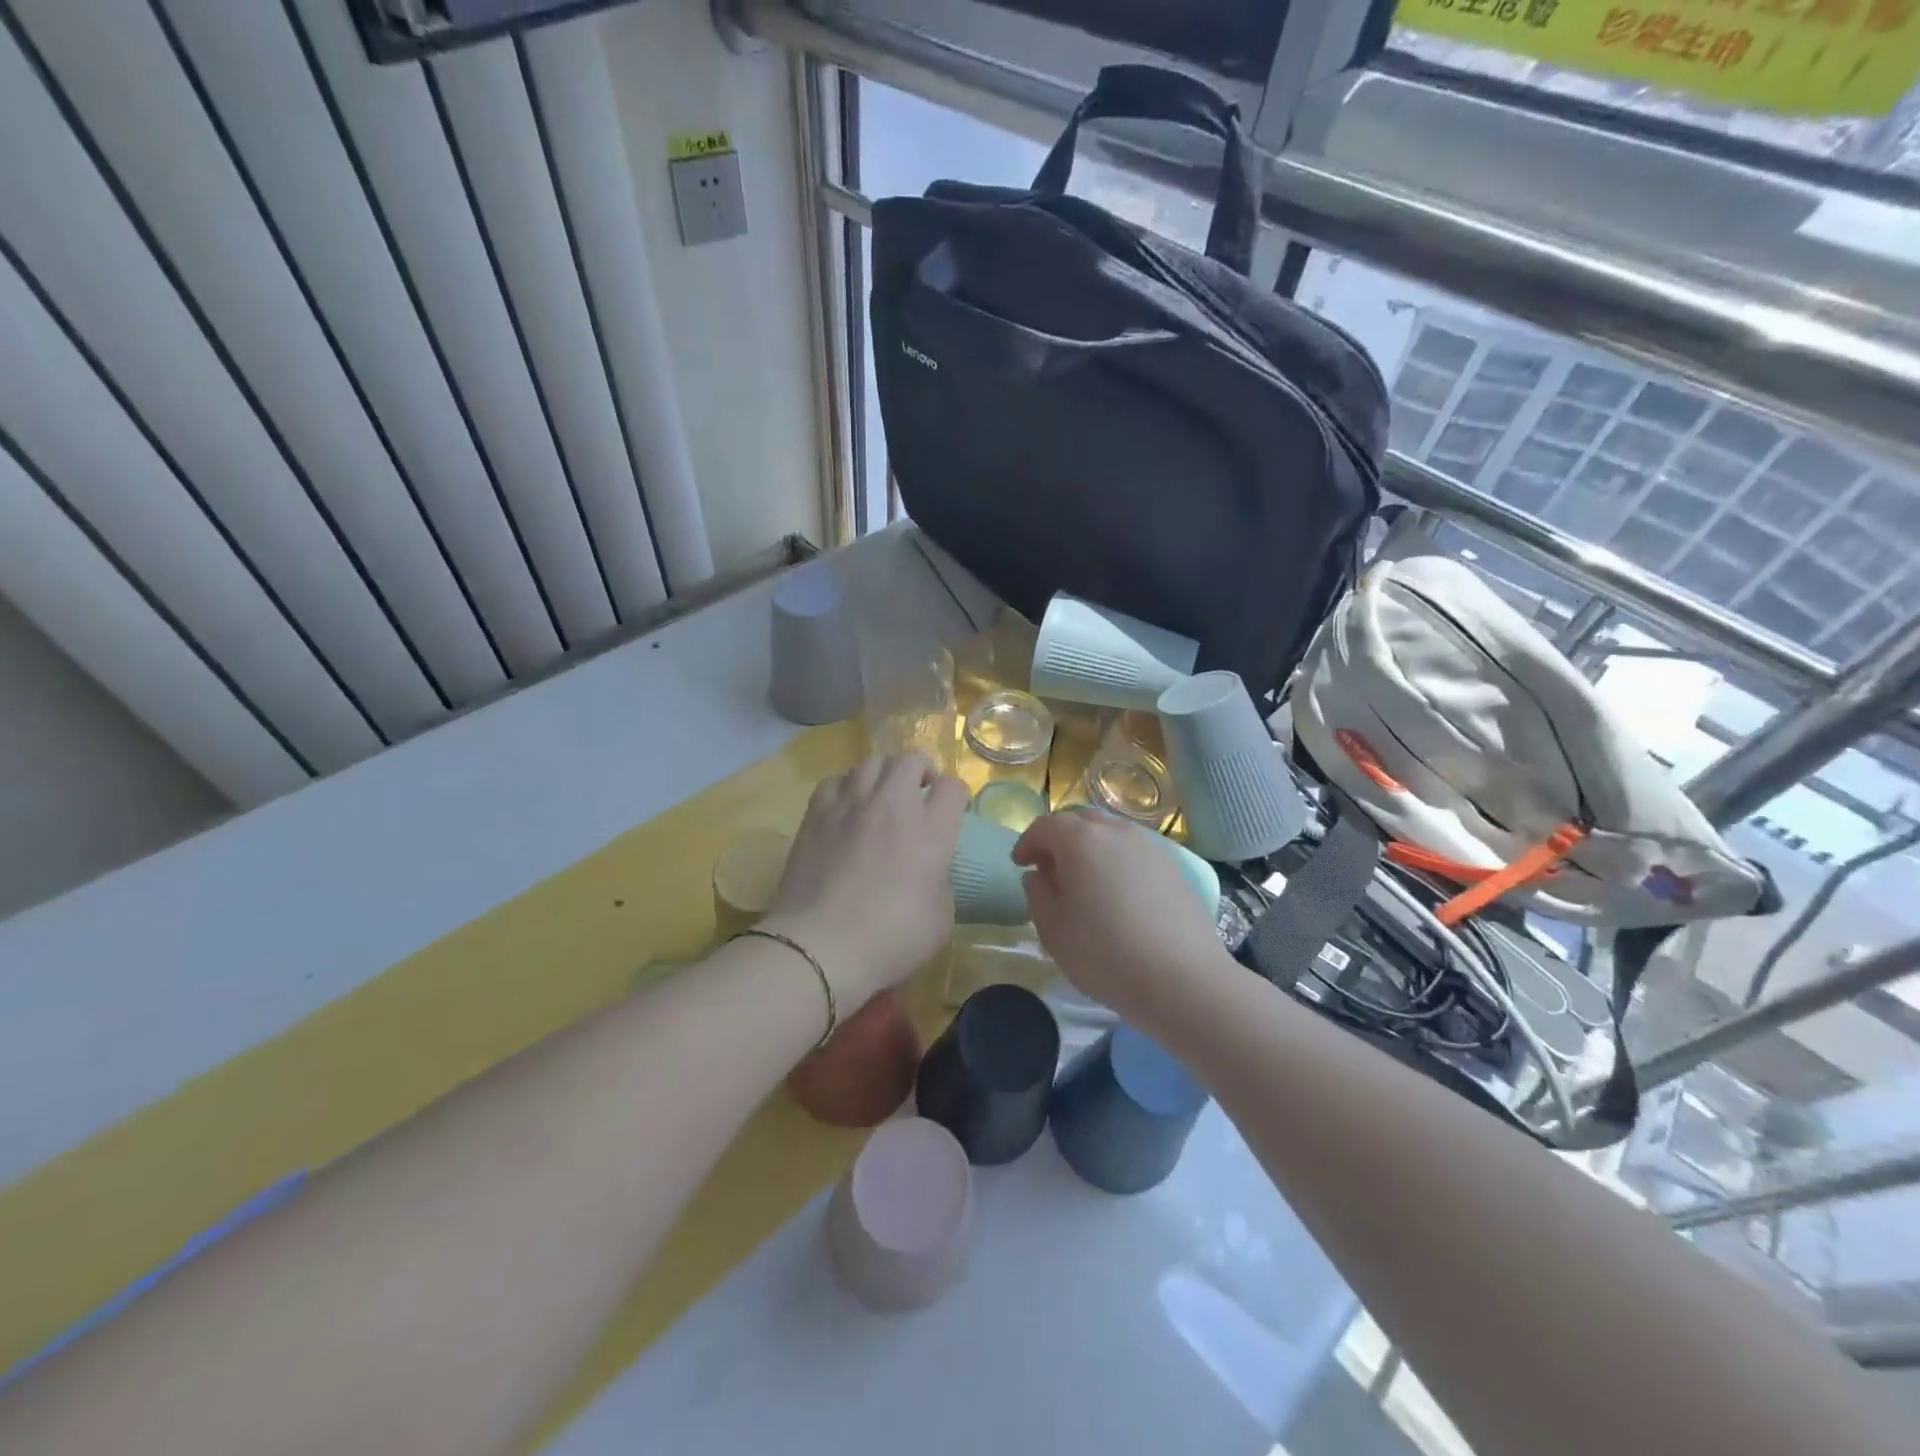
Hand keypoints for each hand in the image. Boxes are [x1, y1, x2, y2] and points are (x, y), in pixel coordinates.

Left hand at [761, 753, 968, 1010]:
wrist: (820, 947)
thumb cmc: (889, 940)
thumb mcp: (939, 920)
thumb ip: (941, 883)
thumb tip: (929, 872)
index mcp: (931, 831)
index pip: (952, 787)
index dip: (956, 797)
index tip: (951, 813)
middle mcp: (893, 806)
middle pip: (911, 759)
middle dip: (920, 772)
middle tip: (918, 795)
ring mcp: (851, 804)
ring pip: (872, 761)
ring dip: (884, 774)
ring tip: (881, 796)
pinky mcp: (816, 813)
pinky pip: (836, 780)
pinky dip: (847, 787)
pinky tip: (846, 808)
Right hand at [1013, 809, 1225, 1025]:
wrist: (1184, 979)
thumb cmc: (1106, 954)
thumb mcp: (1054, 930)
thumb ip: (1038, 894)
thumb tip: (1038, 874)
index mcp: (1081, 840)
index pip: (1045, 826)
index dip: (1028, 843)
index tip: (1019, 864)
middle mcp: (1117, 832)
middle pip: (1080, 821)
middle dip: (1060, 839)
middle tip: (1050, 868)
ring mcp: (1150, 846)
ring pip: (1111, 833)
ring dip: (1091, 847)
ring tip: (1085, 881)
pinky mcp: (1174, 866)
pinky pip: (1135, 851)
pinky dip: (1118, 860)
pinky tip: (1118, 893)